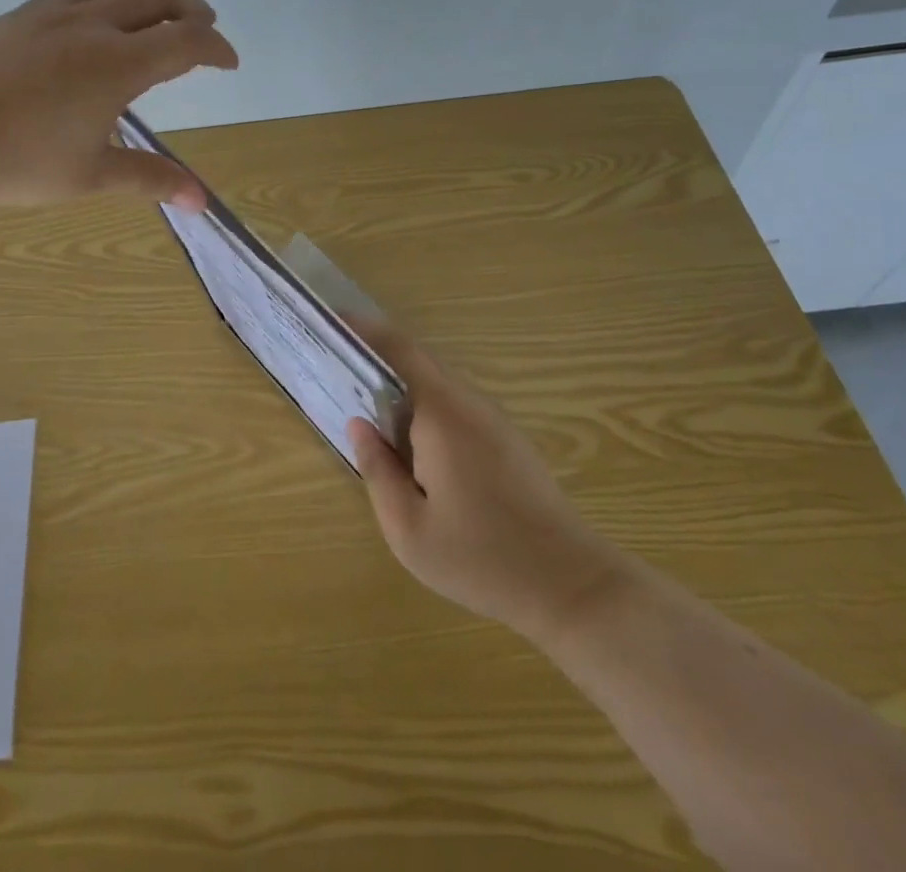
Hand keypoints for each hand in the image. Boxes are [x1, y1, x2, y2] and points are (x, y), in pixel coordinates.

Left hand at [0, 0, 237, 210]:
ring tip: (159, 12)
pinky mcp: (18, 15)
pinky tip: (95, 24)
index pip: (186, 42)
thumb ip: (150, 179)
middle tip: (205, 26)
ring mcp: (50, 13)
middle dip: (191, 7)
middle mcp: (91, 25)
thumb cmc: (16, 164)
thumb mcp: (91, 176)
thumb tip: (200, 202)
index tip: (229, 63)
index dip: (216, 48)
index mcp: (117, 64)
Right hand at [349, 323, 630, 642]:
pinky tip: (414, 446)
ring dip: (405, 388)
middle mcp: (469, 403)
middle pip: (420, 363)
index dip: (366, 330)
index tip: (336, 322)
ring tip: (371, 411)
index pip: (401, 350)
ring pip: (440, 386)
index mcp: (442, 413)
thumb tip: (358, 425)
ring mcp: (494, 420)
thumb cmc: (481, 557)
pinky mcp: (508, 440)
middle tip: (343, 372)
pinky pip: (457, 407)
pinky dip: (426, 409)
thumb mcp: (409, 528)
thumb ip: (378, 470)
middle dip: (380, 359)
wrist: (569, 583)